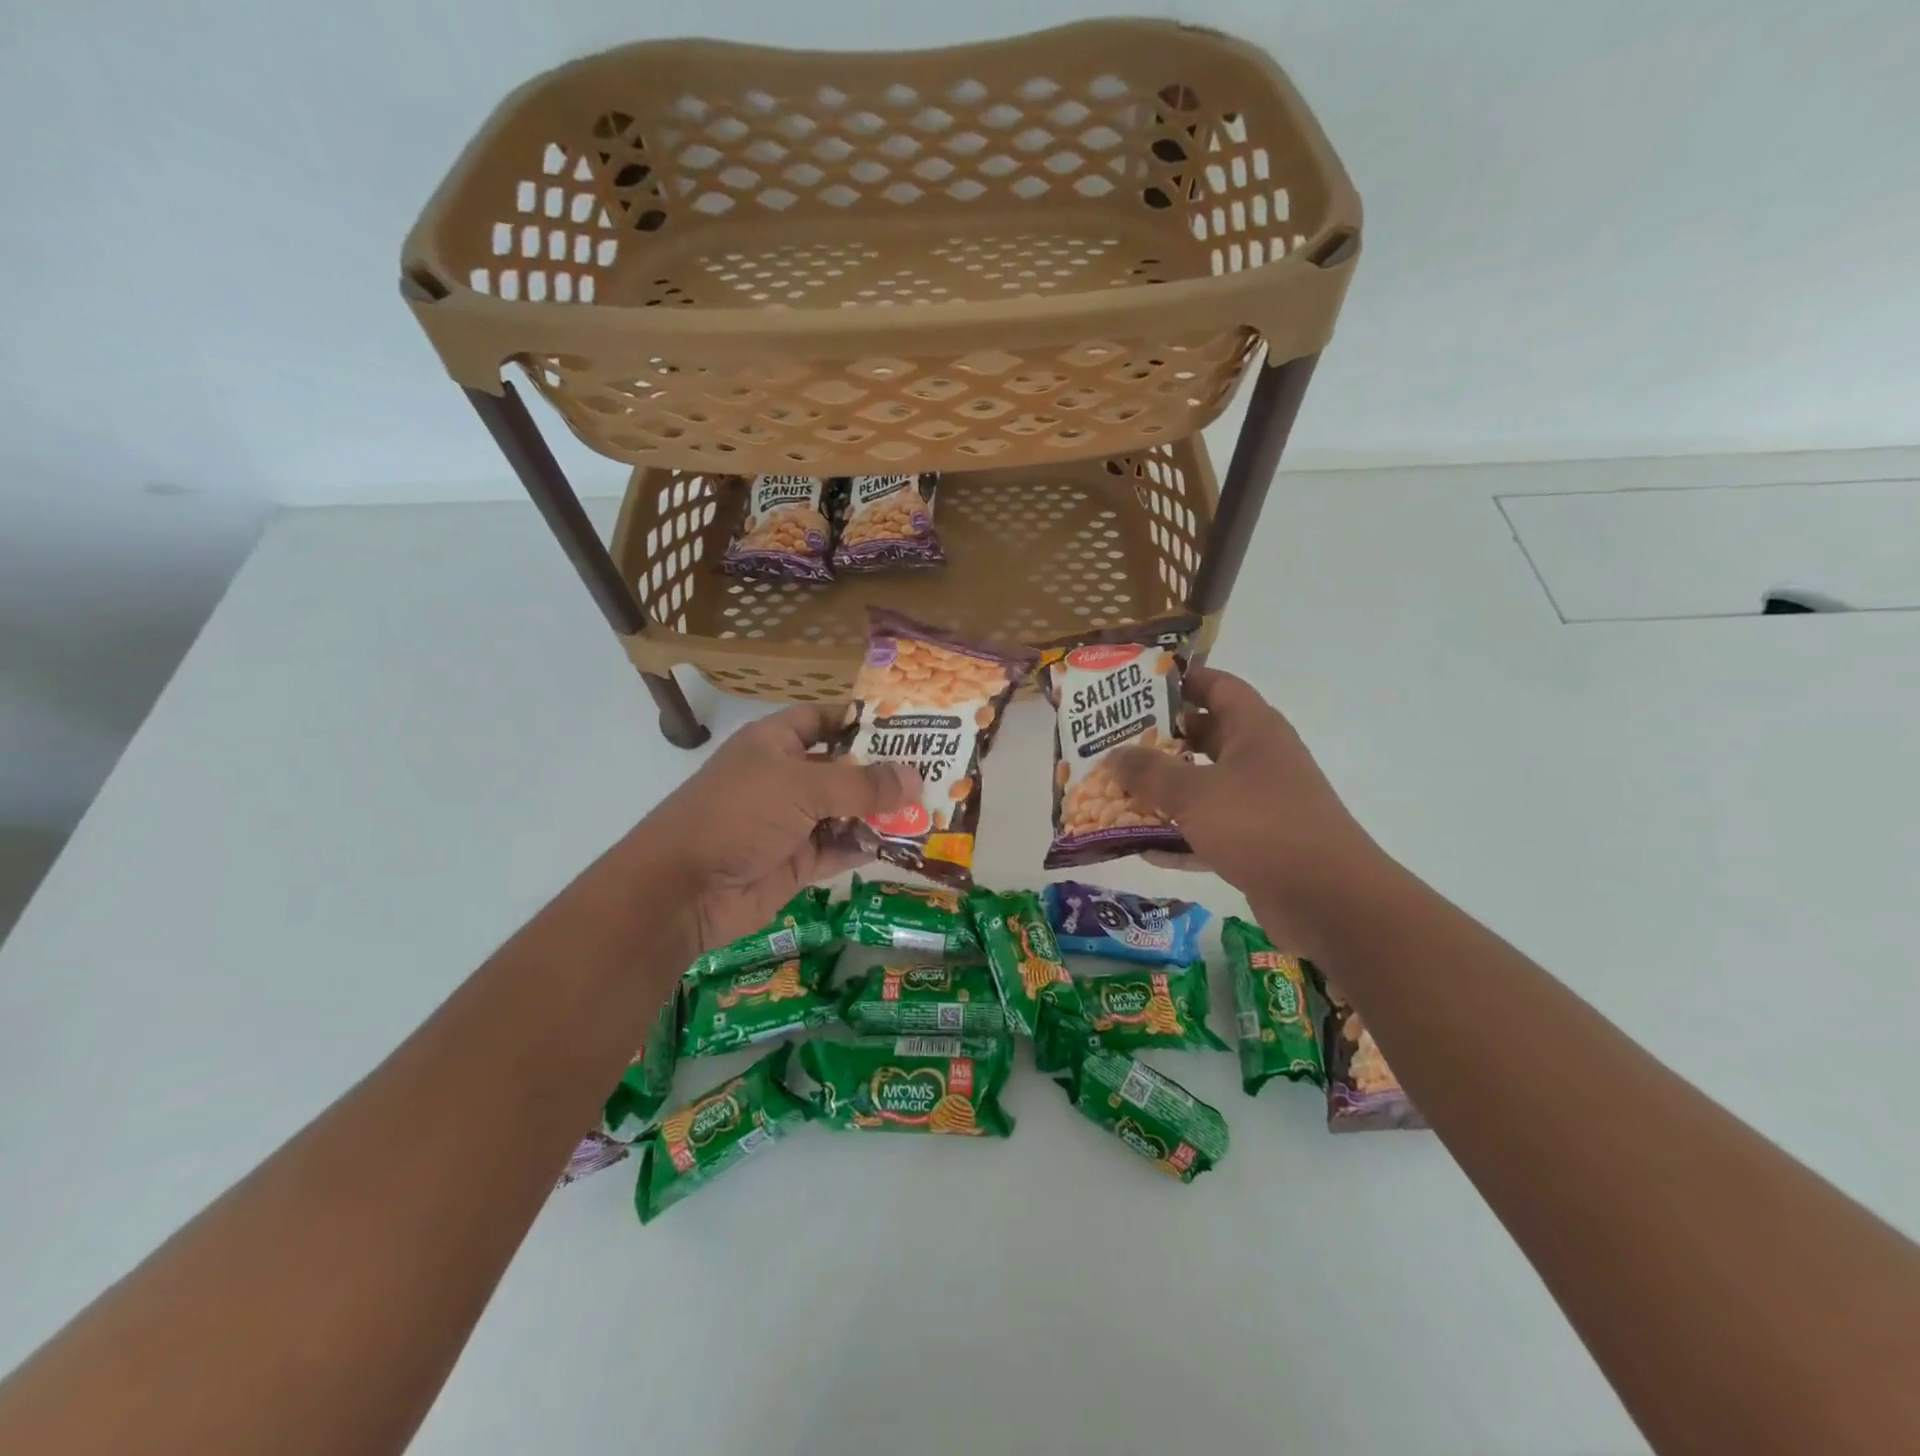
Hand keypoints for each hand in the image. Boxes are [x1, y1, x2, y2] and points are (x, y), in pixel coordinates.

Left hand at [638, 704, 917, 952]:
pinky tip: (903, 843)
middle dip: (883, 771)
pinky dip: (867, 845)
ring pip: (846, 811)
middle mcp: (785, 778)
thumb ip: (861, 785)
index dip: (860, 720)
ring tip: (931, 808)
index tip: (907, 725)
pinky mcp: (797, 861)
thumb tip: (915, 778)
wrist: (684, 889)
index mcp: (775, 743)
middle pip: (842, 768)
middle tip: (935, 770)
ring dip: (882, 812)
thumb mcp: (802, 788)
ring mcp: (792, 822)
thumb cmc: (739, 815)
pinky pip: (840, 848)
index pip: (824, 720)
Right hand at [1110, 667, 1386, 953]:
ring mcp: (1260, 803)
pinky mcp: (1257, 843)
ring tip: (1115, 791)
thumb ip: (1149, 773)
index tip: (1136, 686)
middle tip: (1112, 741)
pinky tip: (1141, 847)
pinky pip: (1208, 831)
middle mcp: (1259, 759)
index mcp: (1254, 730)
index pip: (1217, 686)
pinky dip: (1178, 837)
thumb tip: (1113, 756)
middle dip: (1159, 740)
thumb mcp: (1194, 793)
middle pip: (1203, 736)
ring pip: (1203, 786)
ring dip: (1163, 792)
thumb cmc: (1260, 826)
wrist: (1328, 900)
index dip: (1180, 680)